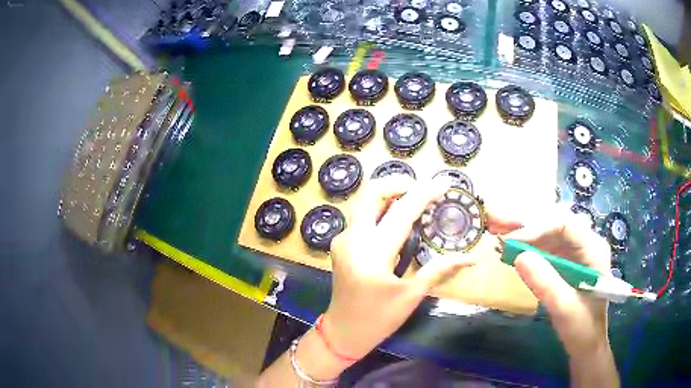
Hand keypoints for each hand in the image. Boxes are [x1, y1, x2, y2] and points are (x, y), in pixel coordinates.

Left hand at [322, 176, 475, 359]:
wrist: (343, 332)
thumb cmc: (378, 318)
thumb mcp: (411, 295)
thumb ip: (439, 269)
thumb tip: (470, 257)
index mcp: (372, 253)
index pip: (402, 212)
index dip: (425, 194)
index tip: (443, 184)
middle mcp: (353, 238)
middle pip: (372, 194)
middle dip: (398, 184)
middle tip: (422, 190)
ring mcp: (343, 239)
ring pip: (364, 203)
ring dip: (389, 196)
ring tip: (414, 202)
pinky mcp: (340, 244)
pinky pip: (361, 217)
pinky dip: (380, 211)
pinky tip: (396, 222)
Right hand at [489, 206, 611, 357]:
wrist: (585, 342)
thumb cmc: (581, 326)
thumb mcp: (564, 308)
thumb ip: (545, 282)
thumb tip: (518, 256)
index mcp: (593, 248)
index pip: (564, 223)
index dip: (537, 227)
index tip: (511, 240)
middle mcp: (584, 242)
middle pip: (554, 222)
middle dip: (525, 222)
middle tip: (495, 220)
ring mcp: (574, 250)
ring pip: (546, 231)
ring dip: (522, 229)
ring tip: (495, 226)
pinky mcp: (563, 260)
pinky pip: (543, 246)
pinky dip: (524, 245)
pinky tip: (507, 244)